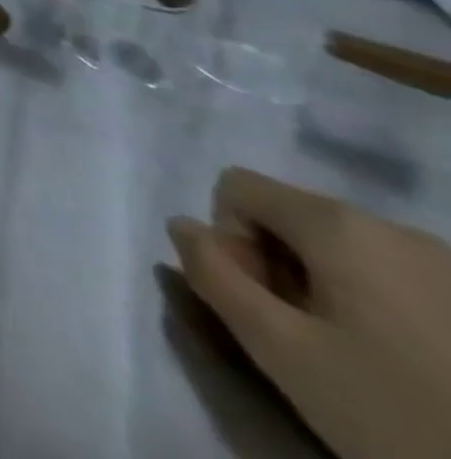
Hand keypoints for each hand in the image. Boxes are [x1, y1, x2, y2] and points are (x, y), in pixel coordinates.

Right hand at [169, 166, 450, 458]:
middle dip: (280, 267)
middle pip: (293, 217)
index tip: (263, 304)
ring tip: (363, 361)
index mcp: (336, 223)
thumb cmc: (397, 410)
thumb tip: (182, 227)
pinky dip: (385, 310)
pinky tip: (414, 370)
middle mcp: (393, 226)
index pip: (236, 186)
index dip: (229, 239)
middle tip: (306, 340)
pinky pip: (403, 279)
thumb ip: (212, 274)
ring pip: (348, 251)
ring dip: (331, 290)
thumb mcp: (282, 351)